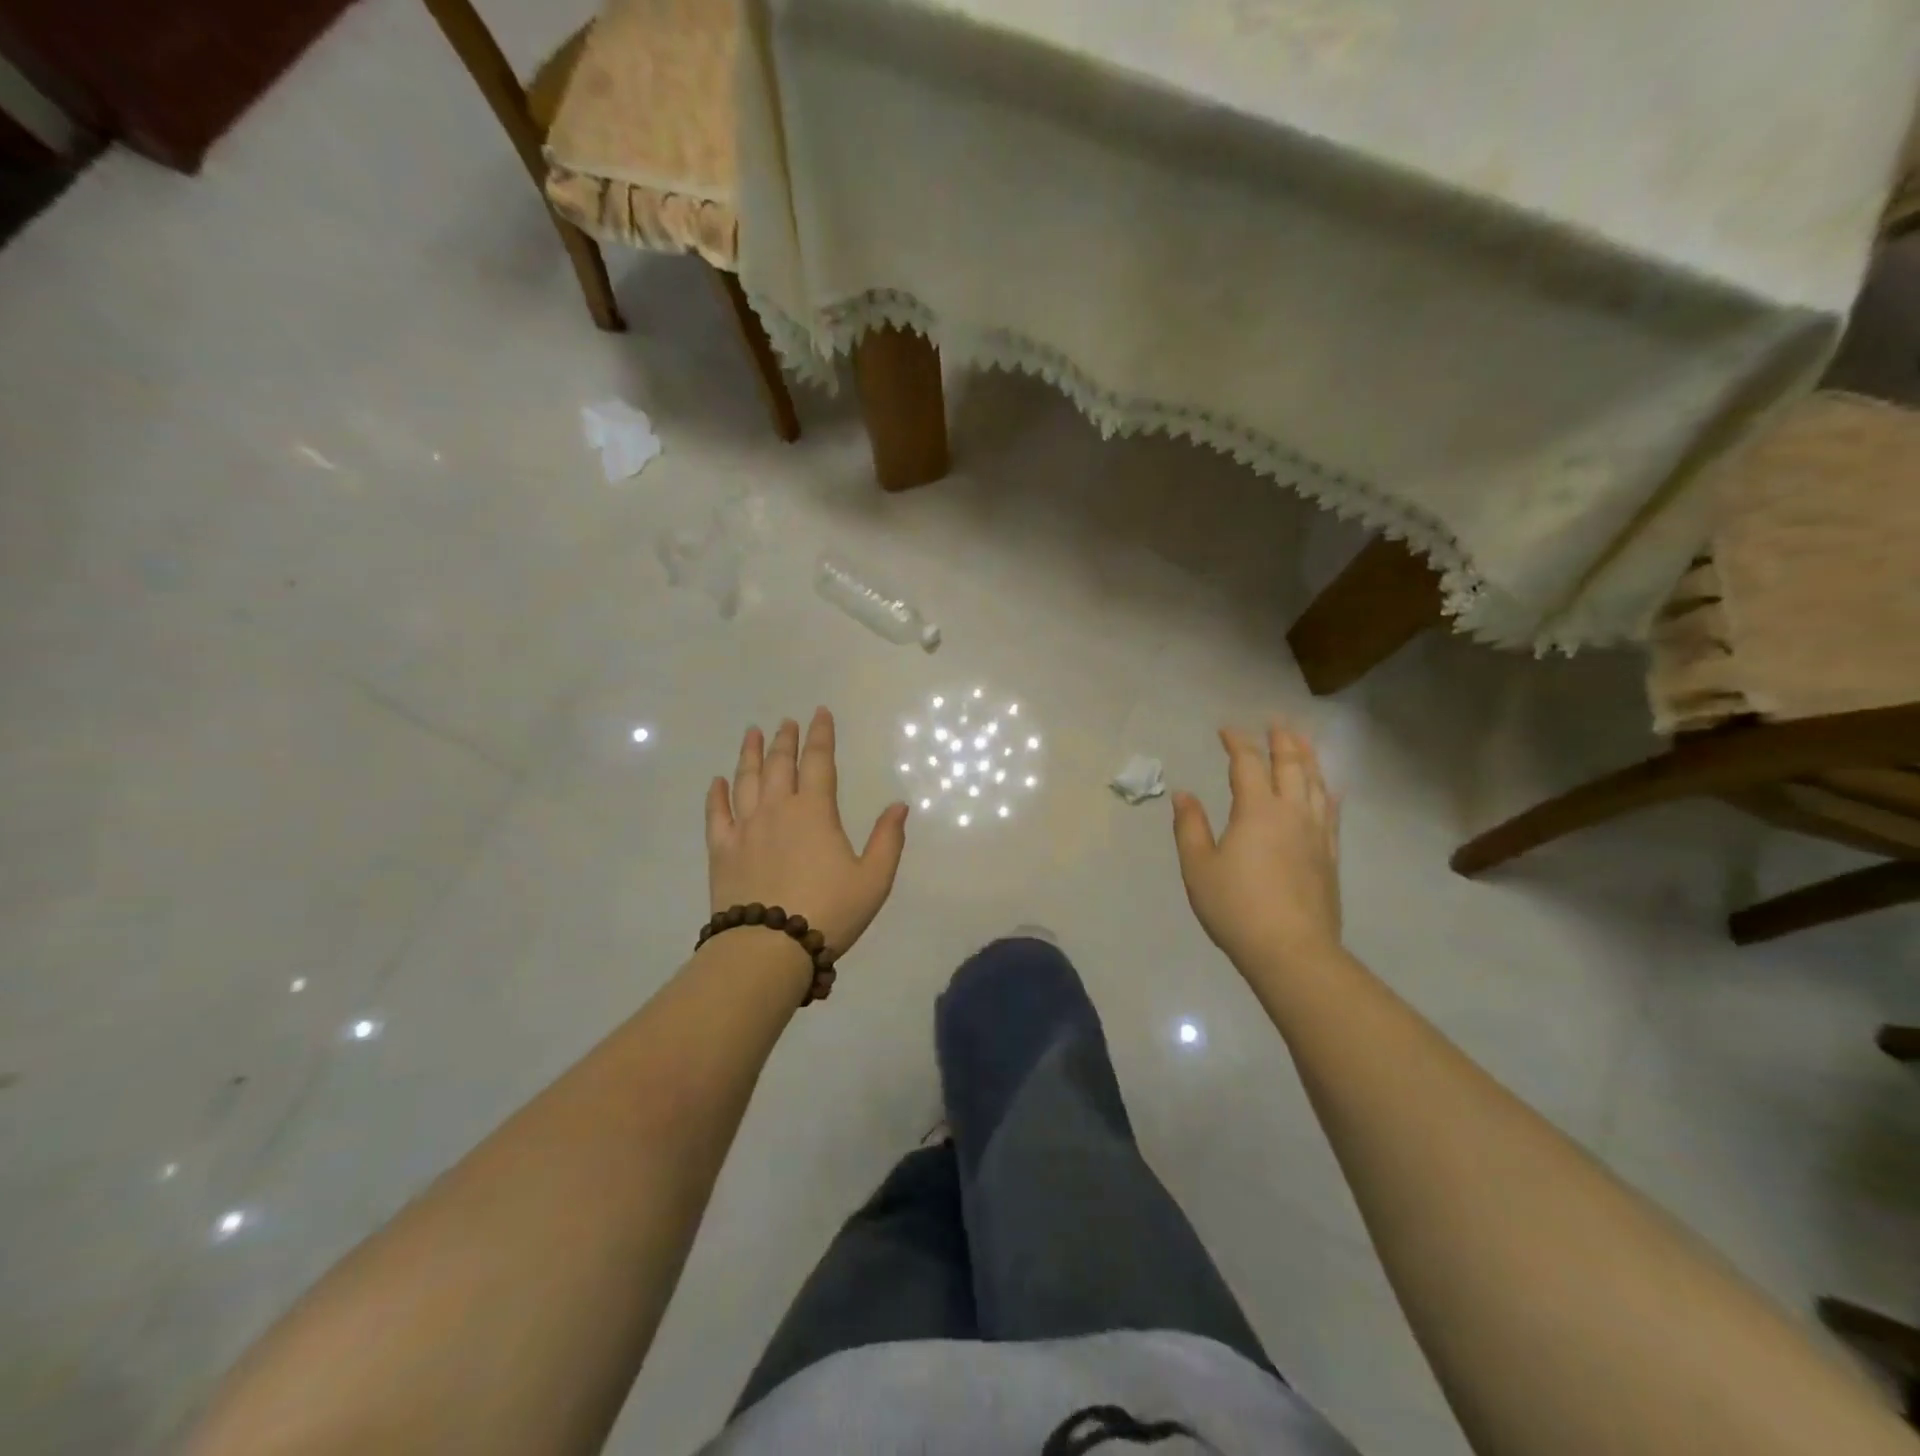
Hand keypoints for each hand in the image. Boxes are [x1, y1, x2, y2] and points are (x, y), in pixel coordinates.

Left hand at [706, 709, 908, 958]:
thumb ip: (888, 840)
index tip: (820, 713)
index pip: (819, 762)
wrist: (769, 948)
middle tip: (786, 721)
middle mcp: (777, 809)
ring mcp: (745, 828)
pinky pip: (716, 814)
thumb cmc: (829, 911)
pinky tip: (717, 781)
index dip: (821, 735)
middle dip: (785, 739)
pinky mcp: (722, 851)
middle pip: (780, 764)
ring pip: (746, 780)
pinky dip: (716, 794)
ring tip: (752, 733)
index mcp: (815, 812)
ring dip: (750, 754)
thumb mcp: (873, 879)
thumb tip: (899, 805)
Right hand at [1172, 722, 1342, 975]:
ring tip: (1303, 742)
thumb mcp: (1198, 867)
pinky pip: (1332, 812)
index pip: (1247, 764)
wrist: (1291, 950)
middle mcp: (1292, 813)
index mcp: (1256, 811)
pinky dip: (1328, 792)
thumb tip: (1184, 794)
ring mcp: (1316, 834)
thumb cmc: (1235, 907)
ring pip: (1316, 784)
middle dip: (1282, 740)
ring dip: (1308, 758)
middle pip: (1291, 765)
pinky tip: (1329, 789)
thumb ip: (1190, 826)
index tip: (1226, 730)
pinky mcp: (1330, 856)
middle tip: (1275, 722)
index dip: (1237, 742)